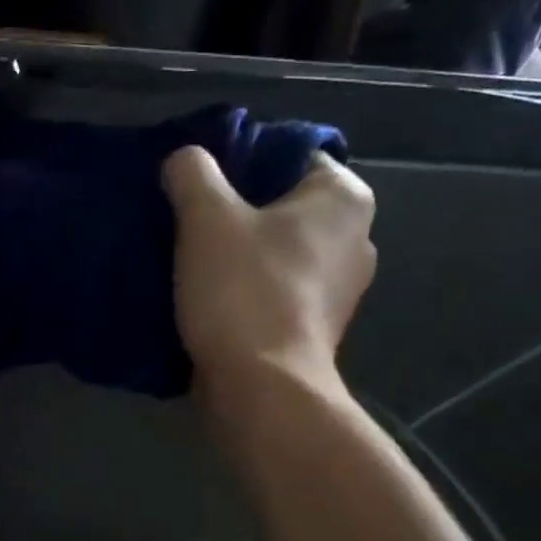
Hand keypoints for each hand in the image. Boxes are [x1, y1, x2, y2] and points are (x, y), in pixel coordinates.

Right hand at [163, 146, 375, 399]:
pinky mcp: (317, 326)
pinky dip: (247, 285)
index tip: (200, 180)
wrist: (262, 387)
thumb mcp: (206, 218)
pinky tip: (210, 293)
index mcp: (344, 198)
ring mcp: (341, 288)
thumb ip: (193, 174)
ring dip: (240, 250)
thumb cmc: (243, 290)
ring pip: (278, 249)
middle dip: (238, 208)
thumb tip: (184, 158)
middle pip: (283, 204)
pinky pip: (277, 287)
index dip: (242, 159)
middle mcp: (356, 237)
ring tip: (192, 256)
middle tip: (189, 216)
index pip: (291, 153)